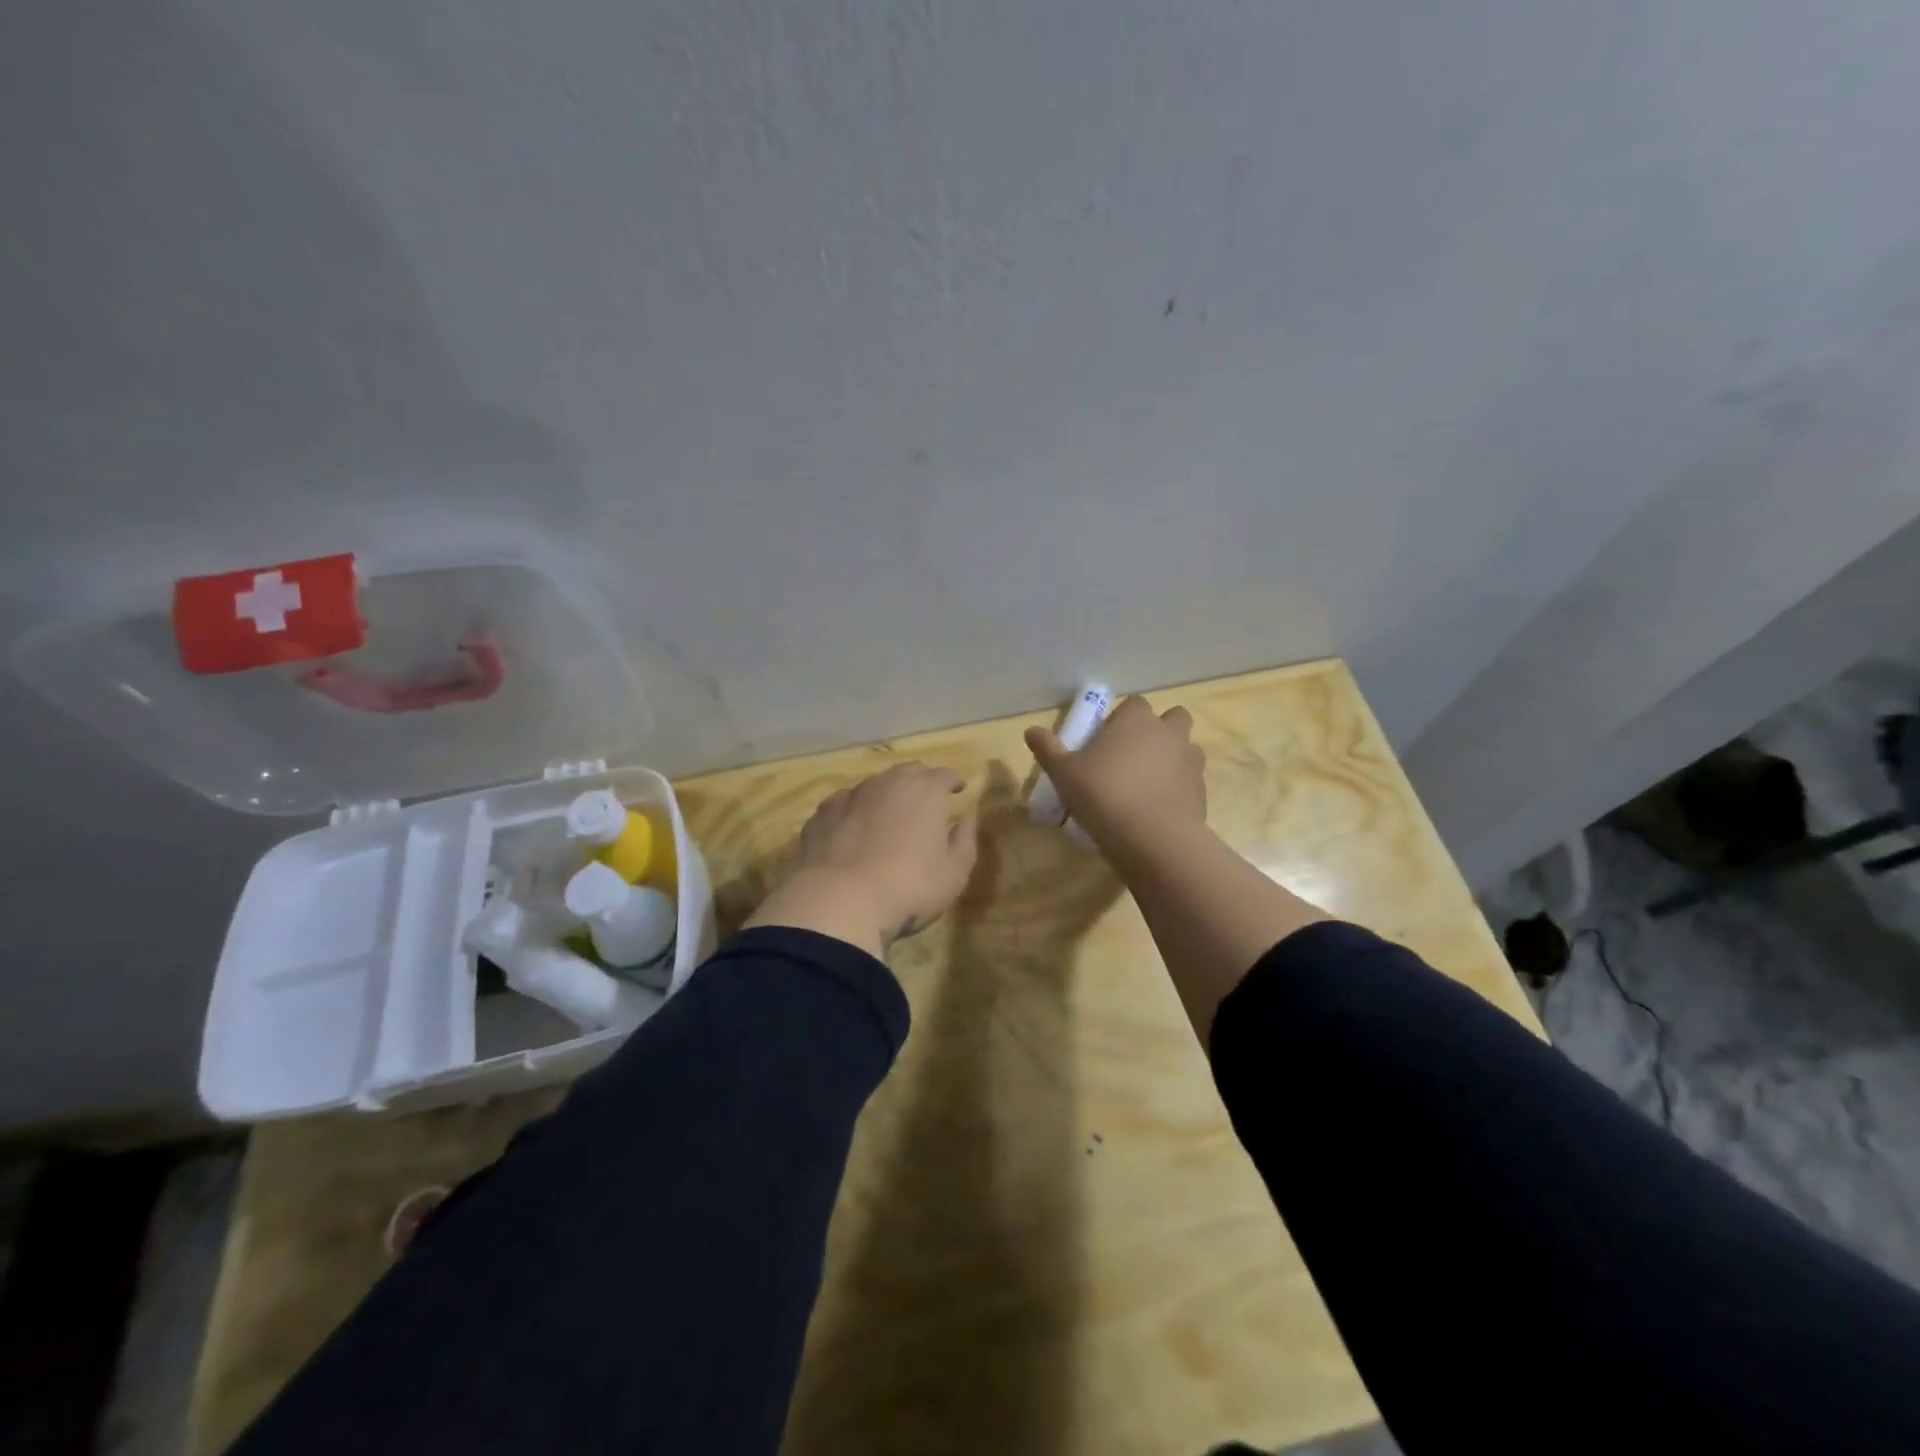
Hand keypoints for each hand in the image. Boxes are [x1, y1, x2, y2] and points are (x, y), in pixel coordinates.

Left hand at [746, 763, 978, 956]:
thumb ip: (964, 842)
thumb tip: (965, 820)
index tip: (957, 789)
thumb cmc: (909, 887)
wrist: (840, 901)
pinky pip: (843, 805)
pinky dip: (852, 812)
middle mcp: (887, 783)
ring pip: (873, 785)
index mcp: (925, 791)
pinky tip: (851, 829)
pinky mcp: (822, 815)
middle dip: (920, 781)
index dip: (952, 781)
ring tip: (887, 815)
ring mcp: (851, 796)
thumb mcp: (954, 873)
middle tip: (925, 799)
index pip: (944, 775)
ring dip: (884, 795)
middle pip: (908, 771)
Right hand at [1025, 695, 1206, 856]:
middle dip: (1157, 731)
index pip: (1133, 704)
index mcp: (1137, 719)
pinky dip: (1178, 787)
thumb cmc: (1104, 794)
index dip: (1121, 719)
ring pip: (1186, 748)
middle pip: (1172, 718)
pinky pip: (1190, 780)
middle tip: (1132, 756)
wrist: (1153, 838)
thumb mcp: (1064, 773)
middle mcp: (1169, 732)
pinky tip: (1158, 808)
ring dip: (1171, 758)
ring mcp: (1191, 761)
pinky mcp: (1202, 790)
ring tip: (1147, 783)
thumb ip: (1048, 749)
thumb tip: (1030, 731)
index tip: (1105, 741)